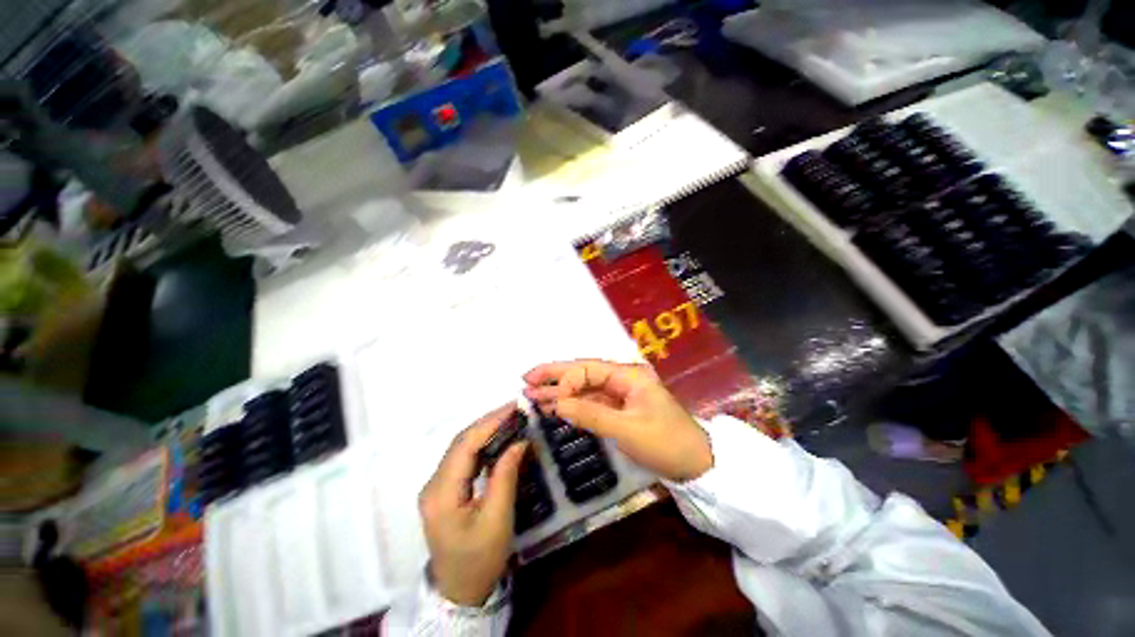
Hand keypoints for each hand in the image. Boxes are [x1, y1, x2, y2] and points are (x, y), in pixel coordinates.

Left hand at [419, 405, 527, 605]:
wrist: (460, 591)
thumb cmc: (480, 559)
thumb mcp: (498, 519)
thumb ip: (506, 475)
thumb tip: (520, 441)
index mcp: (441, 493)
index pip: (465, 445)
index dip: (490, 422)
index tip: (514, 407)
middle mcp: (433, 484)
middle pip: (460, 442)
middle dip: (489, 422)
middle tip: (516, 410)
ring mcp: (436, 487)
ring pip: (461, 448)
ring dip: (486, 431)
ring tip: (511, 419)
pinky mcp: (444, 490)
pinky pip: (463, 459)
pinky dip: (482, 445)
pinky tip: (498, 440)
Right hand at [523, 360, 712, 481]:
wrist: (697, 464)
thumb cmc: (666, 443)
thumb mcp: (628, 430)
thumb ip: (591, 414)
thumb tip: (559, 404)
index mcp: (628, 375)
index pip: (589, 369)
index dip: (566, 379)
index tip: (551, 399)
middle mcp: (622, 378)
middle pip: (583, 372)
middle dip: (555, 376)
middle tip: (526, 379)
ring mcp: (620, 393)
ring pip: (584, 387)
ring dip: (560, 391)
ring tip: (532, 394)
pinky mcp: (619, 408)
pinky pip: (591, 402)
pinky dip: (573, 404)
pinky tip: (555, 407)